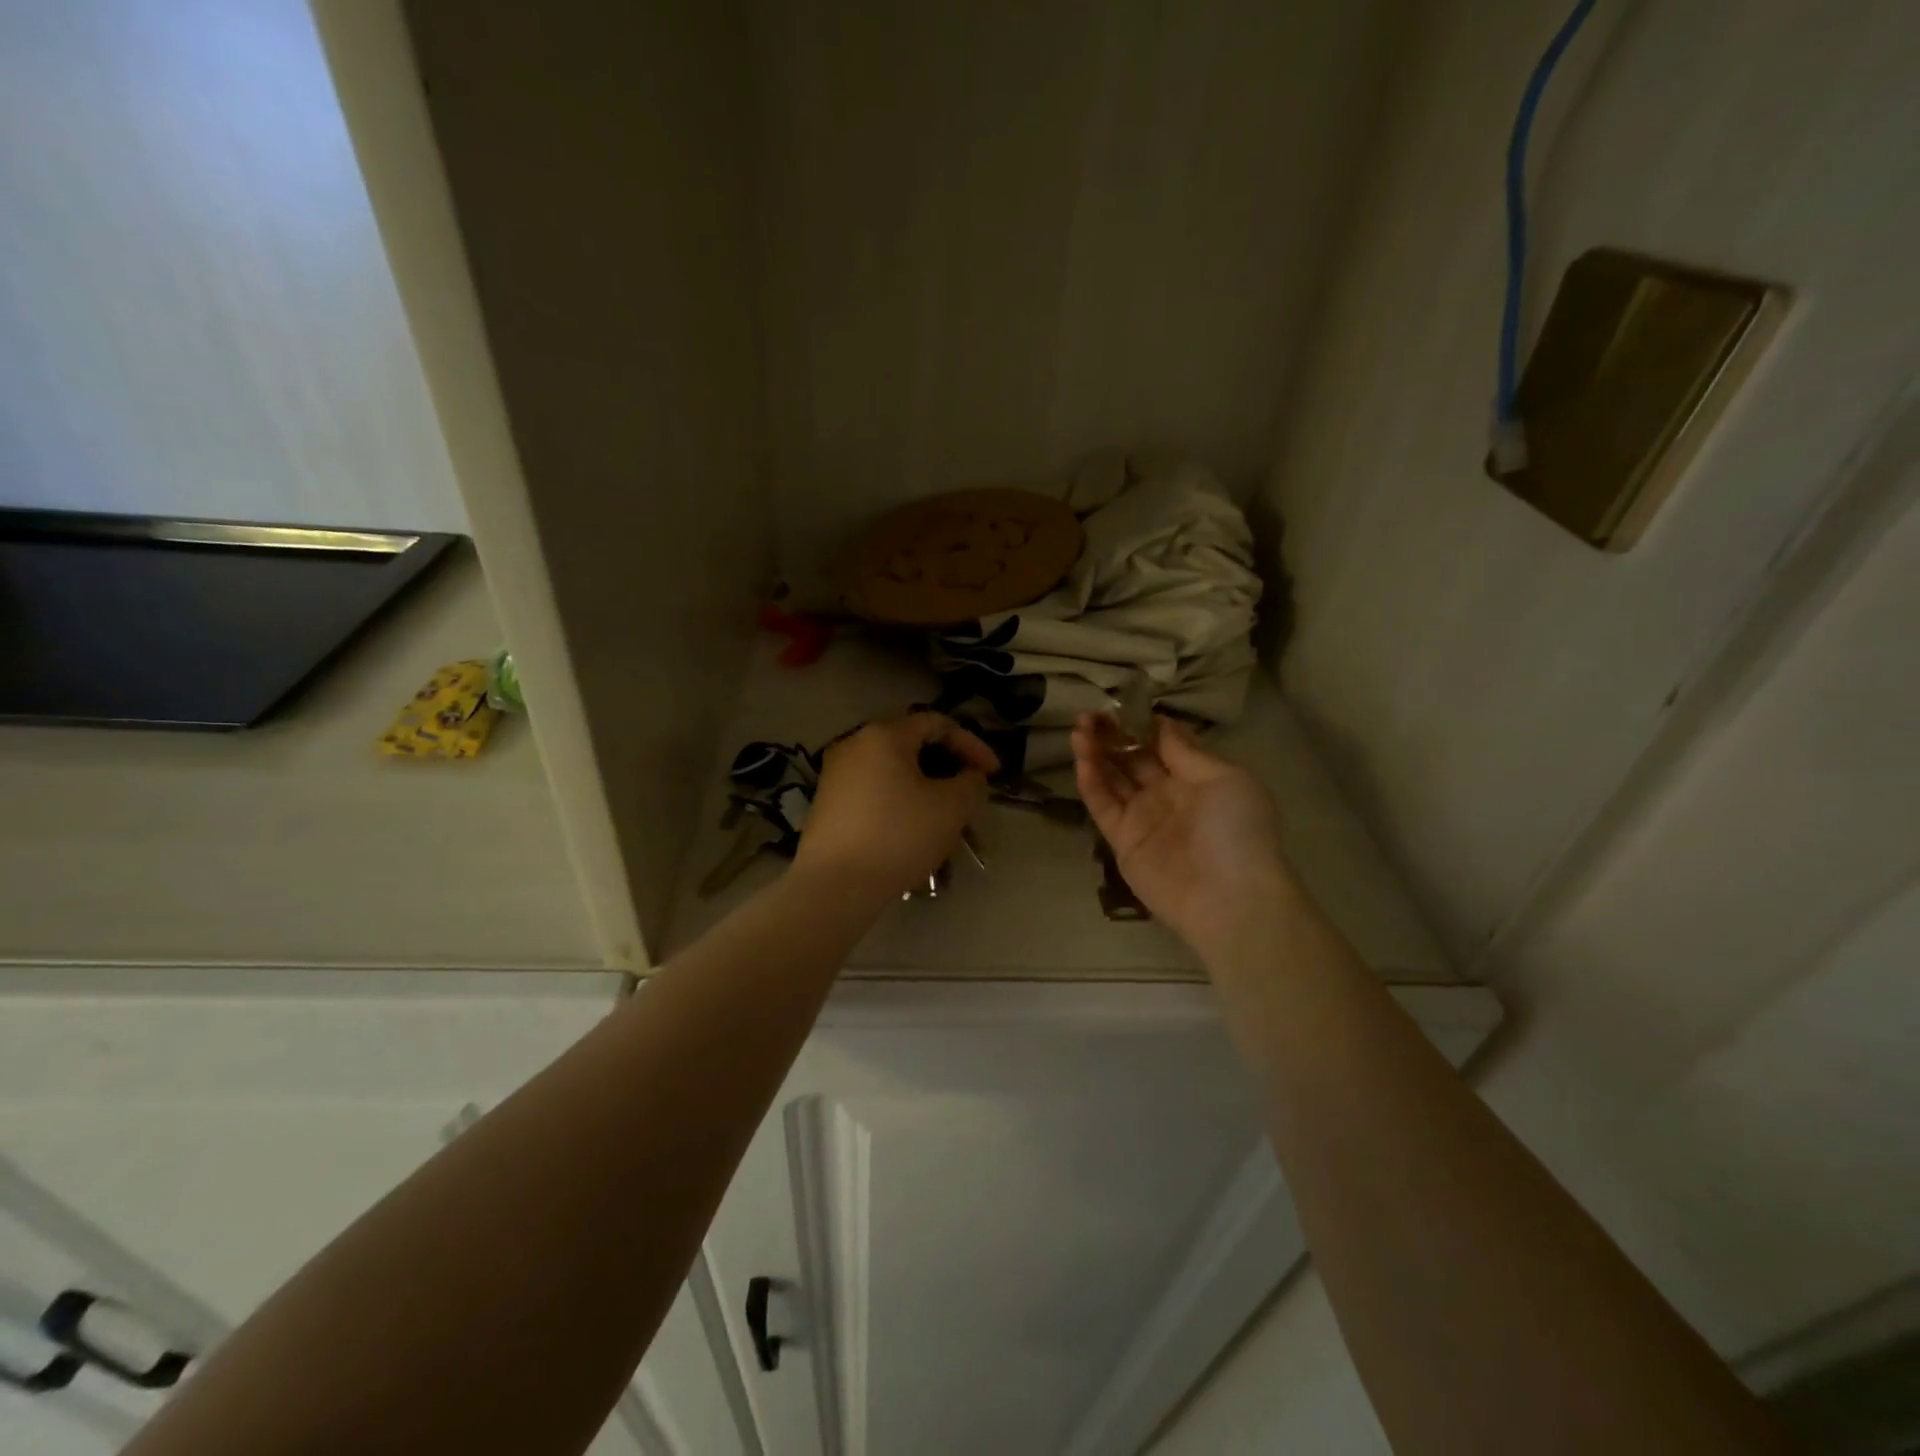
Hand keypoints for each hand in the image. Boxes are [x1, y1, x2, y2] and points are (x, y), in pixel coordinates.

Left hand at [794, 714, 998, 903]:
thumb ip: (970, 783)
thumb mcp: (951, 808)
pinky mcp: (827, 802)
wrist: (834, 886)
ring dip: (924, 785)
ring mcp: (836, 773)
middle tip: (969, 790)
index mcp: (884, 735)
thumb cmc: (898, 836)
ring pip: (892, 769)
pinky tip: (913, 828)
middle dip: (947, 764)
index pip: (938, 724)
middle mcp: (854, 744)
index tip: (993, 773)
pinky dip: (899, 799)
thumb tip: (969, 775)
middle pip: (912, 743)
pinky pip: (873, 790)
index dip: (972, 745)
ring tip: (945, 813)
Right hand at [1072, 712, 1291, 954]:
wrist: (1230, 898)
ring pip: (1112, 778)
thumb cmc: (1237, 830)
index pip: (1162, 743)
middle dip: (1112, 734)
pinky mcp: (1122, 840)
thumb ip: (1186, 751)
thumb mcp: (1225, 778)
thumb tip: (1160, 722)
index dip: (1141, 723)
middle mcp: (1167, 794)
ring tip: (1078, 728)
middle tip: (1089, 714)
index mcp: (1197, 778)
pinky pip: (1103, 806)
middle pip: (1133, 758)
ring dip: (1095, 752)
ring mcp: (1143, 817)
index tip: (1121, 704)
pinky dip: (1091, 782)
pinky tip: (1082, 759)